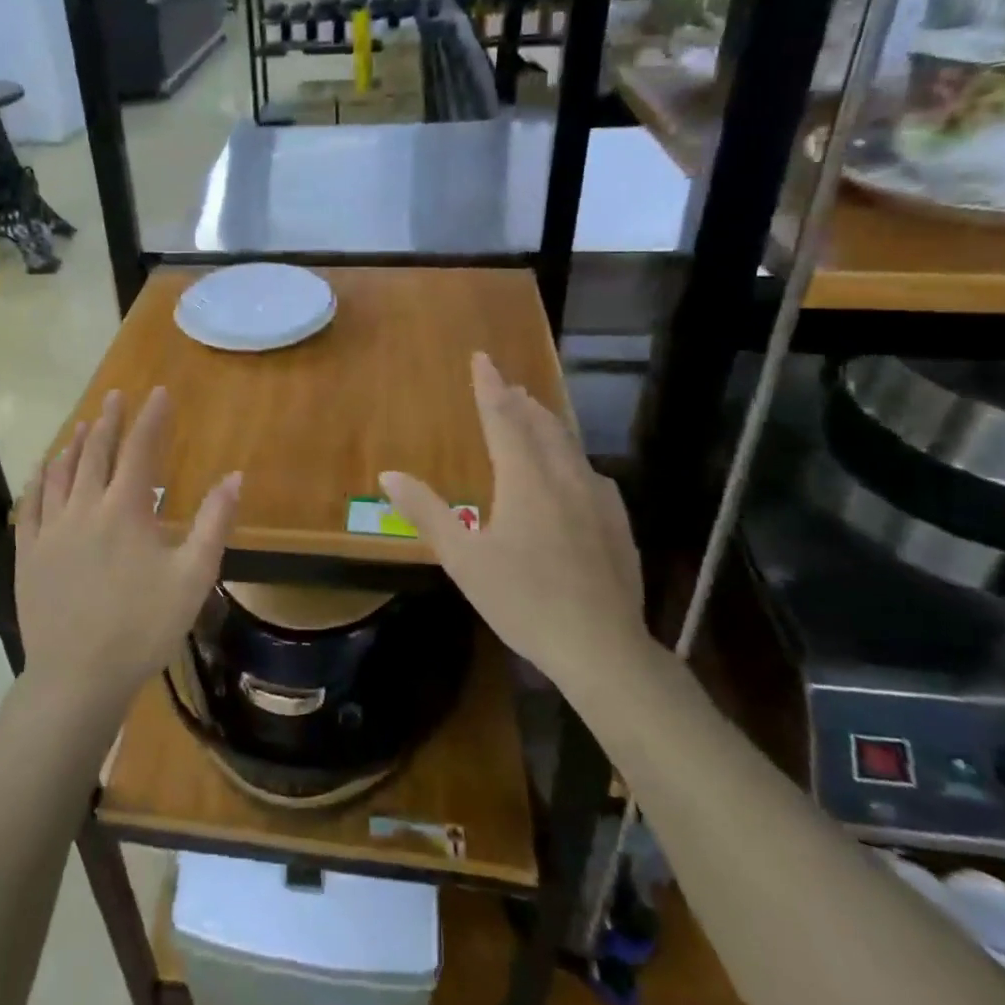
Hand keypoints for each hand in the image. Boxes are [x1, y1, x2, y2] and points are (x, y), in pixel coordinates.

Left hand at [14, 387, 240, 716]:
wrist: (77, 677)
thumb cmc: (142, 627)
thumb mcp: (193, 577)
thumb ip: (214, 523)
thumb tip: (235, 476)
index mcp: (125, 510)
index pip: (140, 450)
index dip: (151, 418)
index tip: (159, 392)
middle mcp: (84, 508)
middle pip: (96, 452)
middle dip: (109, 421)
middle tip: (115, 396)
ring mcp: (50, 530)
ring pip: (60, 473)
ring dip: (75, 444)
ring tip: (83, 424)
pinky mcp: (28, 553)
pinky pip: (31, 504)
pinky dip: (39, 479)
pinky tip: (43, 469)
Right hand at [379, 353, 649, 698]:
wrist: (602, 647)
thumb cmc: (523, 600)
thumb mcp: (463, 559)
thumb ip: (426, 512)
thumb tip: (388, 474)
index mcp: (525, 479)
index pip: (503, 418)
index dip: (489, 386)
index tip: (482, 358)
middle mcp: (564, 476)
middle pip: (542, 424)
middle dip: (521, 400)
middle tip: (506, 384)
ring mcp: (597, 498)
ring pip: (570, 445)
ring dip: (547, 423)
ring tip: (534, 414)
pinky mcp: (617, 521)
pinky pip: (589, 472)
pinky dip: (570, 457)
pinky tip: (572, 472)